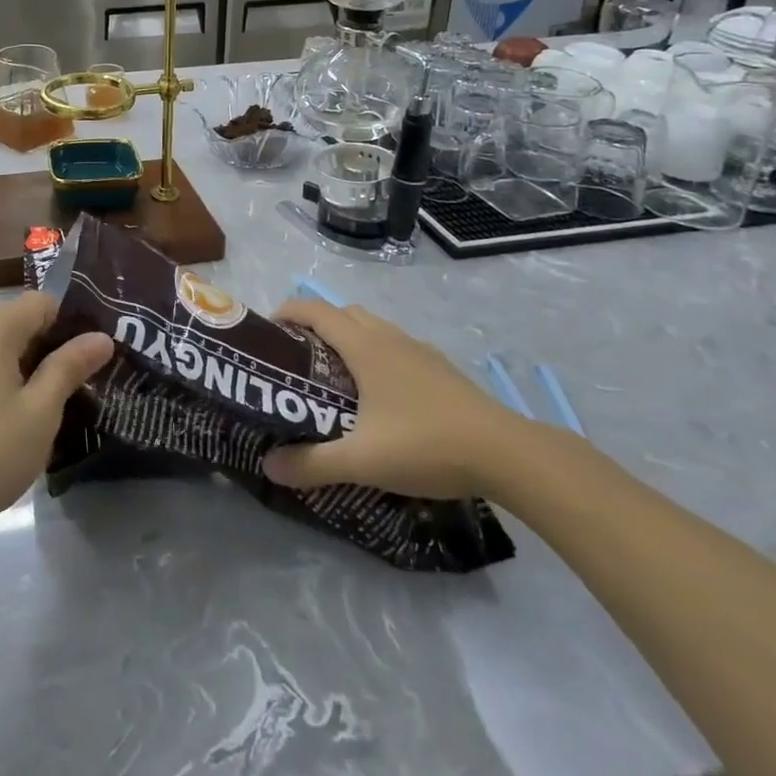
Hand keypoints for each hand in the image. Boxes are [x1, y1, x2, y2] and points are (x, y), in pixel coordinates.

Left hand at [0, 293, 113, 541]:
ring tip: (59, 399)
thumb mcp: (41, 411)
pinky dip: (8, 373)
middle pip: (23, 319)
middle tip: (84, 382)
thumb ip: (70, 367)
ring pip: (5, 341)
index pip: (43, 303)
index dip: (73, 323)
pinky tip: (22, 410)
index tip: (95, 357)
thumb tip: (102, 336)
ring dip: (33, 362)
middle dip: (55, 344)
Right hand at [260, 299, 529, 499]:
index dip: (286, 312)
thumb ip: (312, 463)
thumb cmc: (426, 445)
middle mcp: (389, 337)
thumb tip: (269, 465)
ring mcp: (419, 350)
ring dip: (348, 338)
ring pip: (372, 328)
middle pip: (342, 313)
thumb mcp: (362, 460)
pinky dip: (377, 354)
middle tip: (299, 358)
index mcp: (364, 346)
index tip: (267, 331)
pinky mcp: (441, 369)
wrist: (508, 455)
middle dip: (316, 325)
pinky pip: (396, 346)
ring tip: (337, 377)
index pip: (315, 310)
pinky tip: (383, 396)